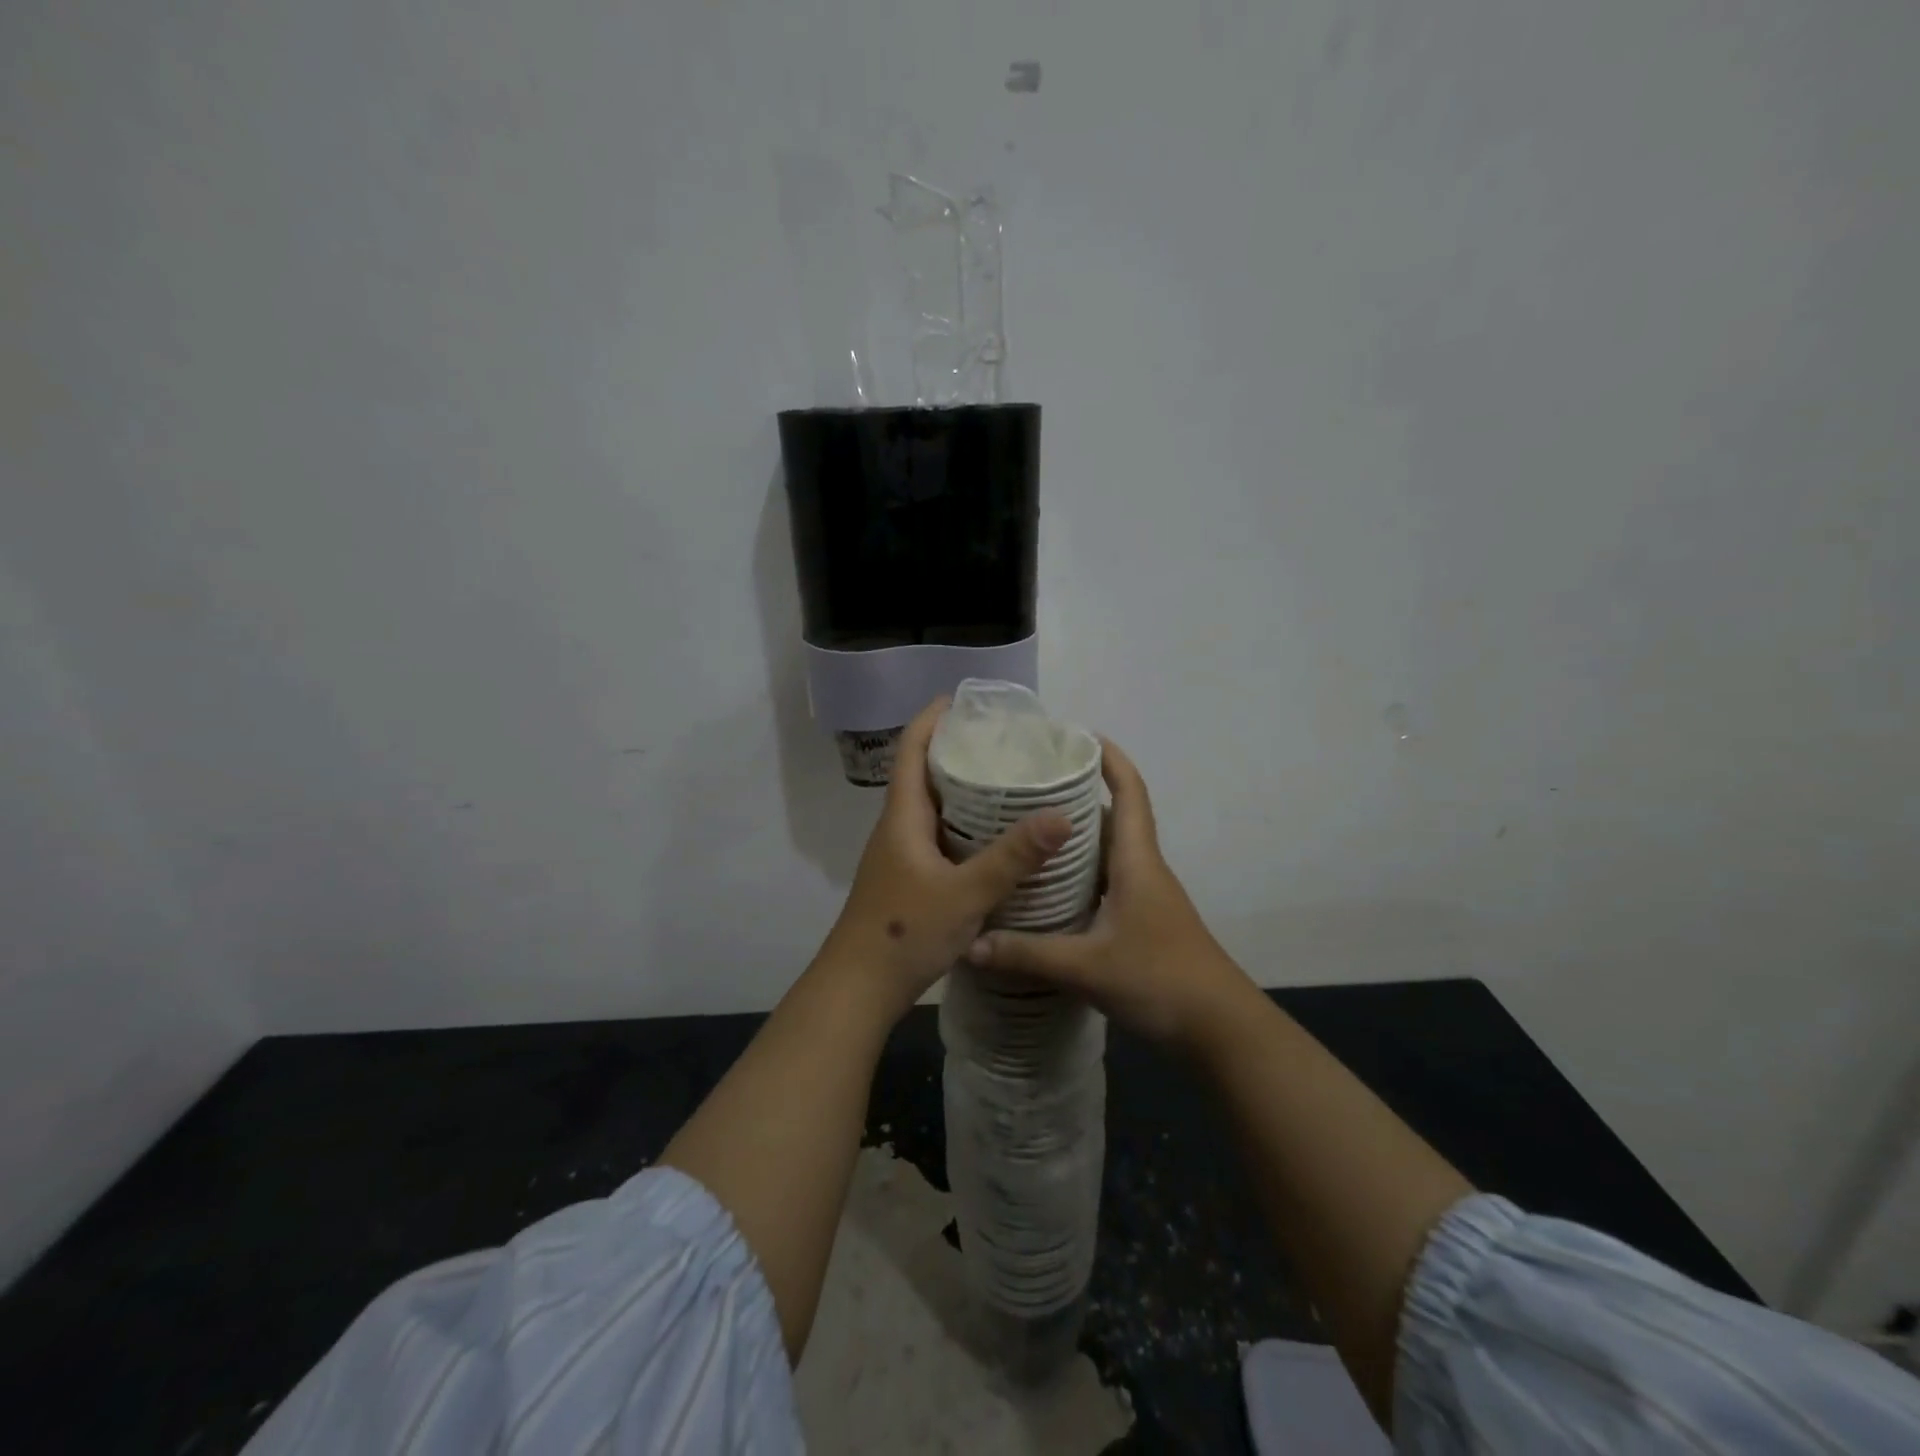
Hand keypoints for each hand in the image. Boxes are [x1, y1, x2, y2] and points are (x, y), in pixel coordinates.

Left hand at [816, 697, 1072, 1018]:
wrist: (859, 987)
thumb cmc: (905, 932)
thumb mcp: (966, 893)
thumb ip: (1012, 856)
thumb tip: (1060, 815)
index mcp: (902, 817)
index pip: (911, 750)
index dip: (931, 719)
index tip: (962, 700)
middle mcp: (897, 828)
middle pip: (922, 774)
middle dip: (955, 751)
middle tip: (1001, 742)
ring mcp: (899, 855)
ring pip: (930, 808)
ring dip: (959, 790)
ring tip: (1004, 781)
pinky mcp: (906, 879)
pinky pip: (935, 836)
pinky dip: (961, 825)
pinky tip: (991, 838)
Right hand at [966, 738, 1258, 1049]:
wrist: (1220, 1030)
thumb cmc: (1160, 979)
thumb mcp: (1087, 967)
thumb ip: (1028, 954)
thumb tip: (969, 943)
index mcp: (1137, 862)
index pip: (1130, 793)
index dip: (1111, 760)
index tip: (1080, 737)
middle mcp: (1143, 870)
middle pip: (1115, 818)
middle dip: (1079, 795)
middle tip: (1030, 787)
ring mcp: (1146, 898)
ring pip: (1110, 853)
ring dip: (1078, 838)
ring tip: (1029, 831)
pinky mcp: (1143, 924)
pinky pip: (1107, 883)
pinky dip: (1081, 875)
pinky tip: (1048, 890)